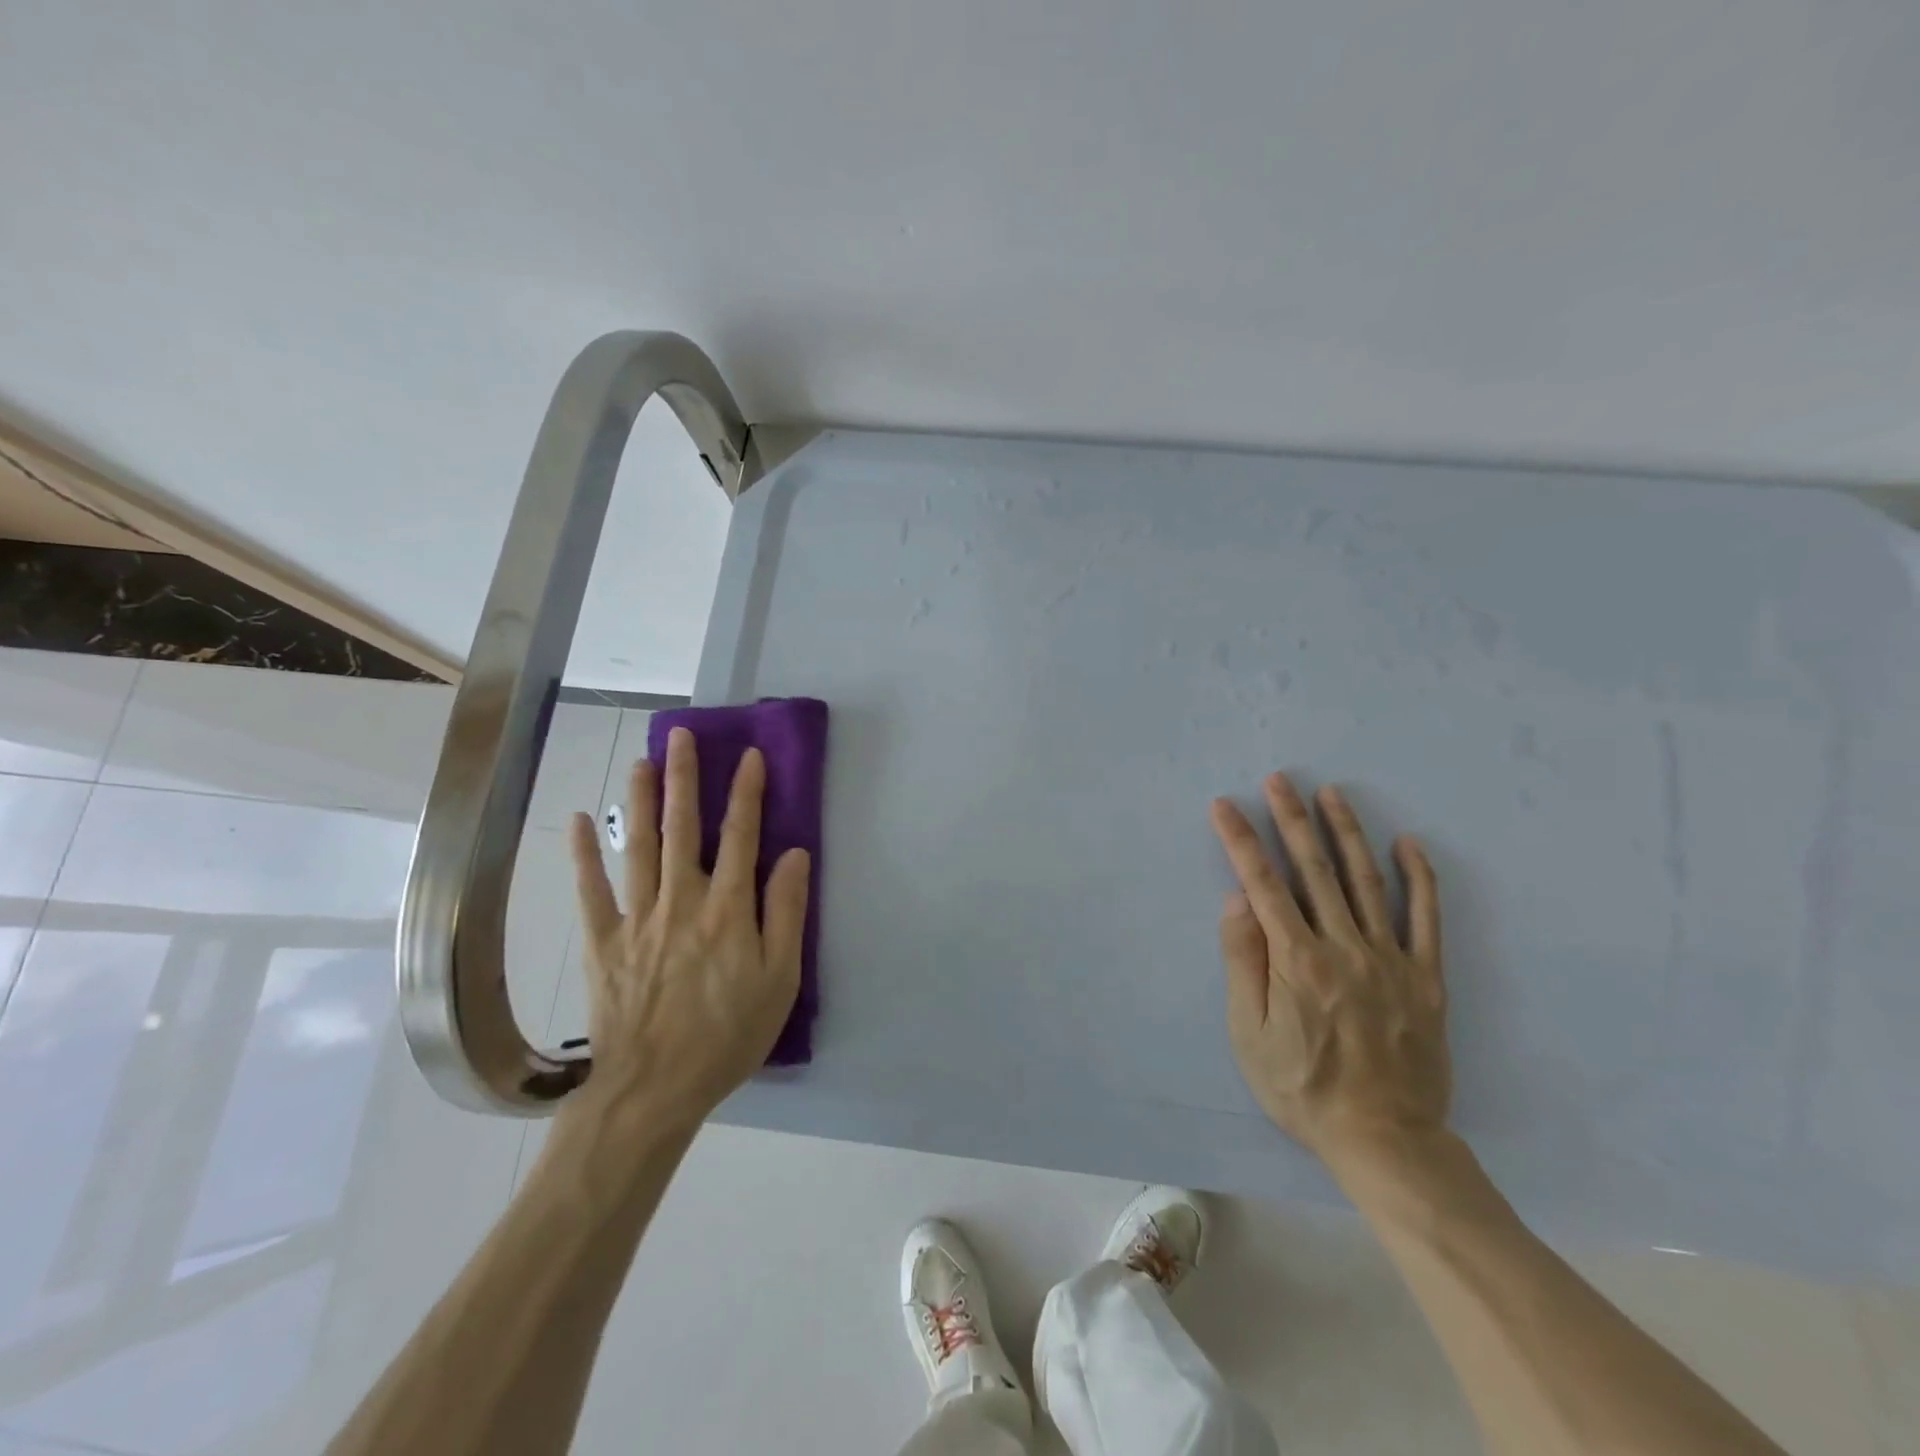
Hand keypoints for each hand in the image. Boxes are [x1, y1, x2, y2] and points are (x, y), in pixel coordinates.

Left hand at [564, 726, 810, 1131]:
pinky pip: (591, 891)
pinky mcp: (603, 942)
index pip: (742, 836)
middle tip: (681, 736)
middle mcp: (682, 900)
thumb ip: (787, 912)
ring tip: (641, 761)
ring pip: (637, 847)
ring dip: (639, 800)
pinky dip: (583, 855)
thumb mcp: (780, 979)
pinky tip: (577, 823)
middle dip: (684, 778)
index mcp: (728, 909)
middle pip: (683, 828)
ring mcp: (637, 918)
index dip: (747, 793)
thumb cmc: (729, 1034)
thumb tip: (796, 855)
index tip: (750, 756)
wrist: (655, 1088)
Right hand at [1209, 774, 1448, 1174]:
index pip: (1262, 883)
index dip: (1241, 839)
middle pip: (1314, 869)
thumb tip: (1237, 901)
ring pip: (1366, 881)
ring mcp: (1390, 958)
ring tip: (1332, 794)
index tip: (1225, 805)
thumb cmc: (1302, 1087)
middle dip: (1292, 819)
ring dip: (1347, 832)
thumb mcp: (1250, 1034)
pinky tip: (1409, 844)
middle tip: (1280, 779)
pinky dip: (1419, 878)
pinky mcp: (1425, 977)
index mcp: (1296, 959)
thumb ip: (1244, 962)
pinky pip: (1425, 919)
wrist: (1385, 1140)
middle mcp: (1343, 946)